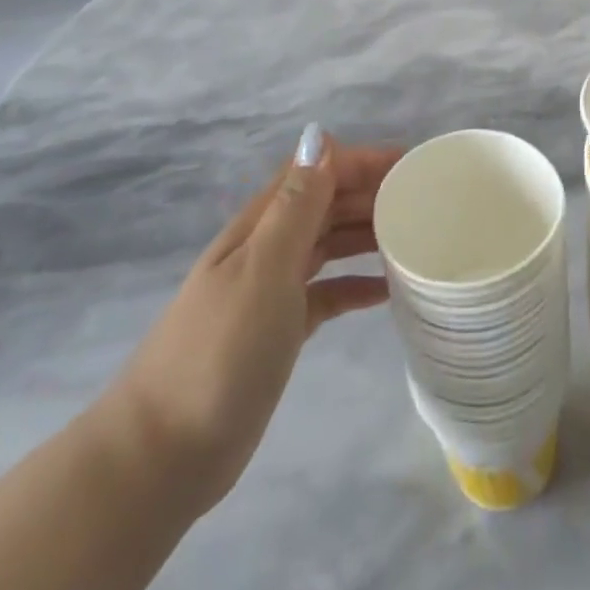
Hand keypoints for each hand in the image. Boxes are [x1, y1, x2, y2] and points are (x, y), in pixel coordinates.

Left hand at [99, 127, 397, 515]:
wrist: (163, 455)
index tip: (411, 164)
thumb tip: (319, 134)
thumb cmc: (219, 351)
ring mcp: (273, 289)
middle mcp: (269, 247)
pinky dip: (356, 284)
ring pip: (329, 243)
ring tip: (414, 237)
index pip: (318, 170)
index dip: (362, 160)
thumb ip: (296, 204)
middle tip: (425, 201)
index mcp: (263, 224)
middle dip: (372, 192)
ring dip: (367, 233)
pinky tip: (387, 292)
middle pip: (327, 203)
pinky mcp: (280, 330)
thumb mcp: (263, 269)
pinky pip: (328, 292)